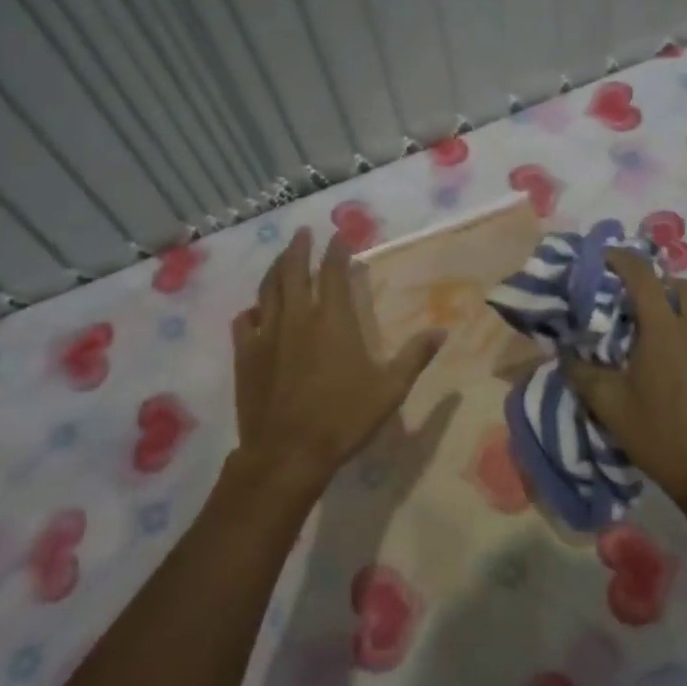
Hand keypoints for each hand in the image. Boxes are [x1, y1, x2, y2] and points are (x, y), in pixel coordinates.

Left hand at [230, 227, 443, 497]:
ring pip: (267, 289)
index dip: (337, 250)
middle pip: (293, 270)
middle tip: (303, 232)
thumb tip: (442, 331)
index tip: (340, 235)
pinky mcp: (245, 354)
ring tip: (281, 257)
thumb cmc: (344, 419)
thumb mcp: (390, 390)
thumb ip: (415, 356)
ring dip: (275, 268)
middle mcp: (297, 317)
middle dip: (299, 247)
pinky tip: (256, 309)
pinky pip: (244, 320)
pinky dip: (252, 309)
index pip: (332, 271)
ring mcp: (267, 334)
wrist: (288, 453)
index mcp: (333, 320)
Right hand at [562, 251, 686, 511]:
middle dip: (657, 283)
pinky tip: (672, 370)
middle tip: (631, 302)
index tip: (603, 257)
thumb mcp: (609, 406)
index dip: (622, 259)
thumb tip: (566, 353)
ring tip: (649, 337)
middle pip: (683, 285)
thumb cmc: (659, 436)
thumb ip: (583, 372)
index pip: (644, 276)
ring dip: (674, 311)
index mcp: (665, 331)